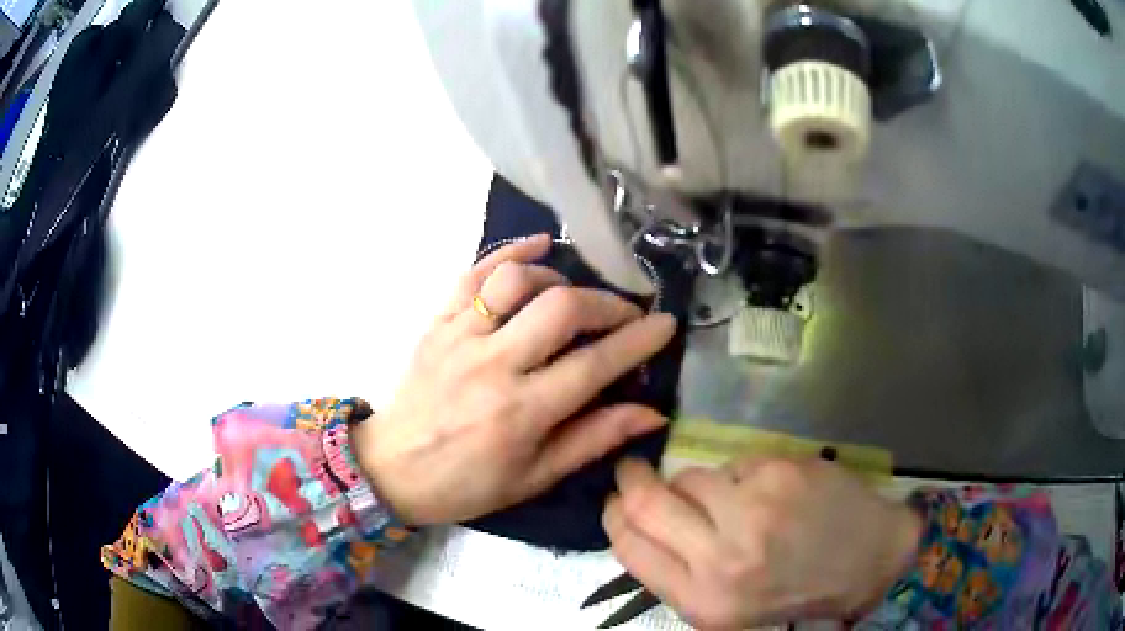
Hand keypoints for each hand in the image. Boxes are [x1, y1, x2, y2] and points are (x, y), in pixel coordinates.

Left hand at [352, 235, 676, 525]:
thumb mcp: (536, 476)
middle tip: (626, 314)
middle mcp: (493, 364)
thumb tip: (652, 413)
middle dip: (607, 304)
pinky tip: (539, 246)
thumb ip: (595, 439)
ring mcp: (460, 336)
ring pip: (518, 281)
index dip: (638, 341)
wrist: (393, 468)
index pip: (594, 364)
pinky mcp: (438, 322)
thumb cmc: (468, 483)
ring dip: (559, 279)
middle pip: (562, 308)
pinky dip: (509, 252)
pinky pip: (474, 274)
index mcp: (521, 412)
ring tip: (574, 297)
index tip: (665, 324)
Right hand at [603, 458, 921, 629]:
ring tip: (734, 501)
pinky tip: (772, 493)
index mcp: (702, 600)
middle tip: (634, 471)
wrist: (868, 560)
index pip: (628, 545)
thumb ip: (678, 572)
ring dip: (700, 485)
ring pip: (691, 476)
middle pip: (644, 502)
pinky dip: (743, 476)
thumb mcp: (727, 606)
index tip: (616, 500)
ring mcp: (753, 510)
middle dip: (632, 479)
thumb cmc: (794, 590)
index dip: (614, 515)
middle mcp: (722, 558)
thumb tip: (638, 523)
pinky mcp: (780, 473)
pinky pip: (735, 464)